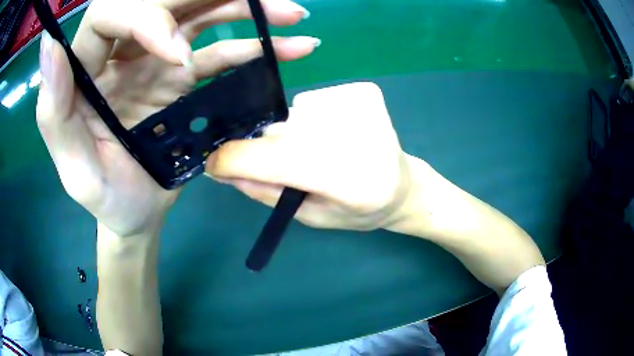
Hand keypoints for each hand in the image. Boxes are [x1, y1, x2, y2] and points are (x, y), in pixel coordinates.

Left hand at [36, 0, 317, 236]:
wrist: (137, 213)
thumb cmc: (104, 196)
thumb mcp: (73, 166)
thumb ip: (53, 108)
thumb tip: (50, 46)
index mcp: (85, 70)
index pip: (110, 13)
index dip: (146, 17)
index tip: (178, 53)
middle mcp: (120, 52)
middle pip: (164, 0)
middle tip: (266, 3)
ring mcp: (156, 59)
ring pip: (200, 15)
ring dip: (247, 9)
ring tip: (291, 14)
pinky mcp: (184, 75)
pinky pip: (222, 50)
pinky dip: (256, 46)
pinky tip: (291, 46)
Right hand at [206, 82, 413, 230]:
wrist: (403, 186)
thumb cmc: (359, 210)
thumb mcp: (311, 215)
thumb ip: (267, 192)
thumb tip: (224, 170)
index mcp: (349, 180)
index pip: (276, 159)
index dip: (234, 160)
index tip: (214, 165)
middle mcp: (358, 135)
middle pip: (281, 132)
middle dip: (267, 151)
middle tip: (292, 167)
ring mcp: (363, 105)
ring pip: (294, 114)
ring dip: (294, 134)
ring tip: (323, 151)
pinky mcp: (365, 90)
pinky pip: (314, 100)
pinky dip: (313, 117)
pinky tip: (338, 133)